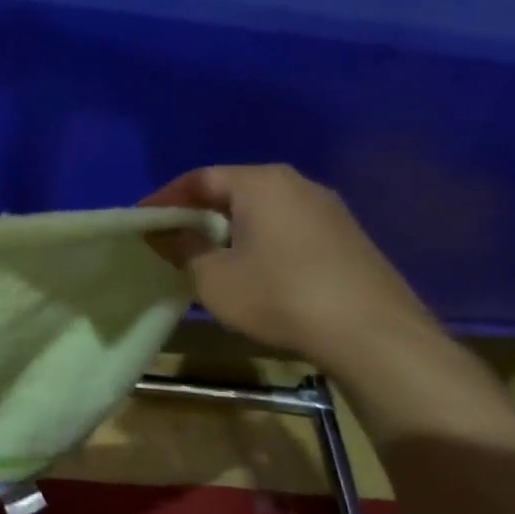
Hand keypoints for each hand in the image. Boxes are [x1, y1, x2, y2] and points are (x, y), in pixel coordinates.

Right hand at [142, 163, 437, 371]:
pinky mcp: (347, 237)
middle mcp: (296, 184)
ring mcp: (328, 210)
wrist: (373, 335)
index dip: (164, 199)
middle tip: (169, 237)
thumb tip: (160, 232)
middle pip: (233, 189)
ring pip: (262, 209)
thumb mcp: (212, 277)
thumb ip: (181, 248)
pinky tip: (250, 269)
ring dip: (228, 227)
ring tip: (205, 254)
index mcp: (260, 182)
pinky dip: (258, 239)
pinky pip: (287, 227)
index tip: (141, 222)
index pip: (199, 178)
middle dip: (197, 212)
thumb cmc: (279, 295)